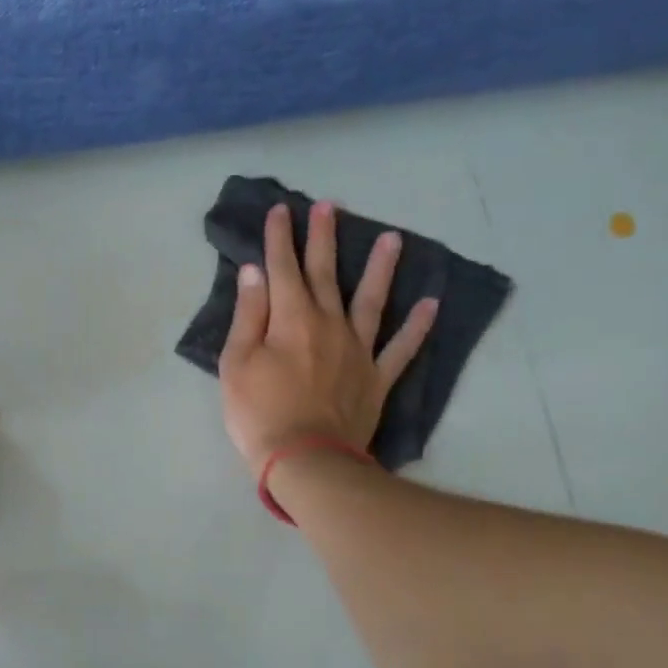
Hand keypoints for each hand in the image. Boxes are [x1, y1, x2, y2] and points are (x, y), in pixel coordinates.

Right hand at [219, 201, 438, 474]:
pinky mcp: (376, 378)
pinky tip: (431, 303)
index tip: (281, 210)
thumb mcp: (236, 363)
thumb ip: (248, 315)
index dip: (280, 239)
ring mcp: (358, 350)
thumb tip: (255, 272)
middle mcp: (329, 324)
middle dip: (324, 238)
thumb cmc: (259, 413)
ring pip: (372, 300)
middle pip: (326, 274)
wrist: (305, 460)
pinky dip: (418, 326)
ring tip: (393, 238)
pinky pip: (402, 347)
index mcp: (291, 319)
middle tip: (330, 207)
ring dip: (380, 268)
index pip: (283, 269)